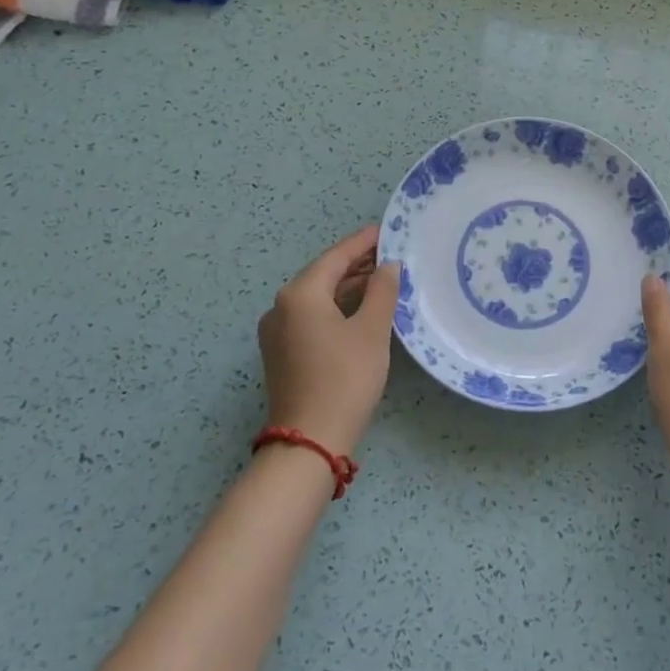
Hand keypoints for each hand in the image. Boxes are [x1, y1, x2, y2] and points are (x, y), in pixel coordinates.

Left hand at [257, 226, 400, 456]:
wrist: (310, 441)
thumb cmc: (344, 378)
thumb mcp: (371, 330)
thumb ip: (382, 290)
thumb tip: (388, 266)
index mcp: (300, 294)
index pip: (336, 256)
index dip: (364, 242)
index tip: (388, 229)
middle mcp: (281, 306)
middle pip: (324, 274)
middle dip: (357, 264)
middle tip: (392, 254)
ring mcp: (277, 331)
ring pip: (318, 297)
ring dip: (349, 287)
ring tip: (383, 279)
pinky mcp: (282, 353)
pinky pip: (312, 316)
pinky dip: (337, 307)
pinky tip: (362, 309)